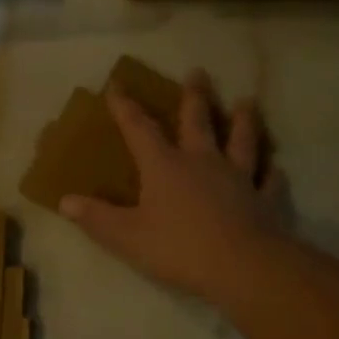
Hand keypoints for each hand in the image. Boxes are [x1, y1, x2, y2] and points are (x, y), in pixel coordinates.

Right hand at [60, 69, 288, 304]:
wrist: (241, 267)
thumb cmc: (178, 248)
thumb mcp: (126, 236)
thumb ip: (96, 218)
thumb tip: (65, 201)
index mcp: (164, 166)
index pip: (140, 129)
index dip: (125, 107)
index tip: (116, 85)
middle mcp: (202, 162)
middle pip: (197, 121)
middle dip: (194, 96)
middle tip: (198, 72)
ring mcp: (238, 178)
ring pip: (242, 140)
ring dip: (243, 120)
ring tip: (246, 101)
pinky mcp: (264, 200)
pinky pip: (269, 181)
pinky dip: (271, 172)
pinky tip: (274, 168)